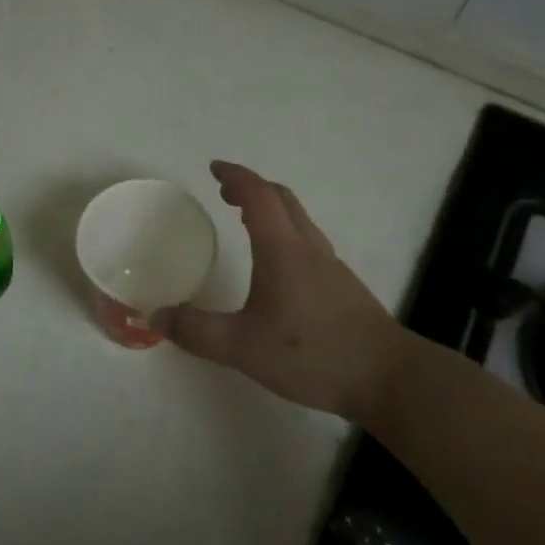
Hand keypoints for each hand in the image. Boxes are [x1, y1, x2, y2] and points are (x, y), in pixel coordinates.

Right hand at [153, 162, 402, 421]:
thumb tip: (157, 315)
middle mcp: (308, 247)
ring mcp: (330, 265)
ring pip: (298, 219)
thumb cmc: (312, 354)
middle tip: (224, 191)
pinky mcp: (343, 285)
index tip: (214, 167)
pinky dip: (284, 232)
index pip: (258, 195)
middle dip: (251, 187)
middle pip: (282, 199)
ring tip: (245, 219)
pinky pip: (307, 240)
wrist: (387, 377)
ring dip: (270, 208)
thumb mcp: (242, 347)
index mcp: (282, 250)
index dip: (236, 176)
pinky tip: (277, 264)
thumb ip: (197, 331)